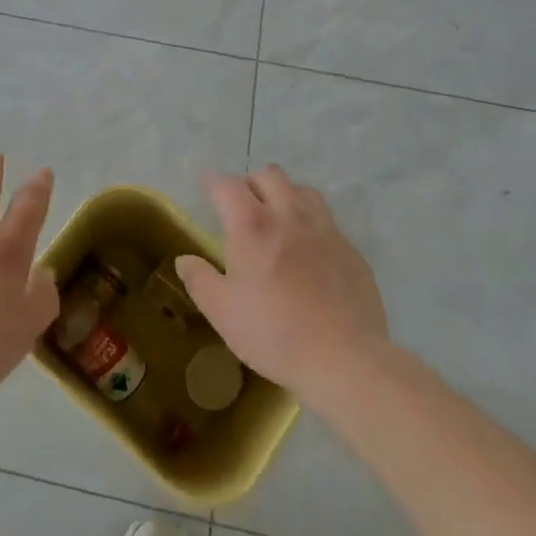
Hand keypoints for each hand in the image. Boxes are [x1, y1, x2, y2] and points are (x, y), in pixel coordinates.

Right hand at [175, 166, 388, 401]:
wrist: (344, 360)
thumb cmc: (273, 333)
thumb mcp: (222, 311)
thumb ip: (199, 280)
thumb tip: (184, 260)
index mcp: (252, 225)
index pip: (228, 186)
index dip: (214, 182)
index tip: (208, 186)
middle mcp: (289, 215)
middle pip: (269, 176)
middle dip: (251, 182)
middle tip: (242, 204)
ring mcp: (325, 230)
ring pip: (303, 191)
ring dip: (285, 194)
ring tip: (277, 216)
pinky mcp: (350, 250)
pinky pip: (327, 221)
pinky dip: (311, 223)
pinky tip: (309, 249)